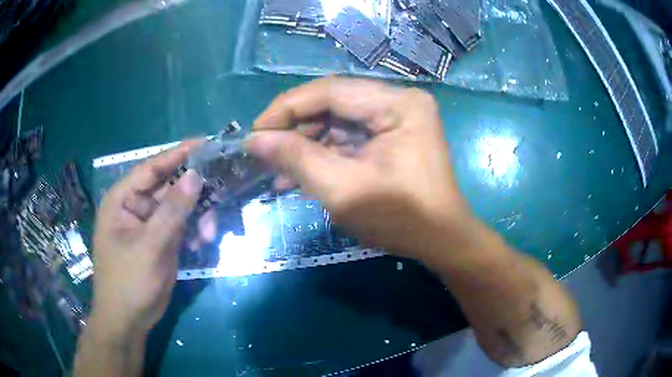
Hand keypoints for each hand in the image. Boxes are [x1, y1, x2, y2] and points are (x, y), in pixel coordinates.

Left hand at [90, 141, 202, 336]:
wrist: (129, 320)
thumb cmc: (129, 282)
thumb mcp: (150, 247)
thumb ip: (172, 212)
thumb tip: (195, 176)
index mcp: (122, 200)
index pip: (151, 168)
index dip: (177, 154)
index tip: (206, 143)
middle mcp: (135, 207)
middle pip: (168, 187)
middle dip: (193, 193)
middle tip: (219, 192)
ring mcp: (149, 225)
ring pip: (179, 208)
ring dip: (197, 216)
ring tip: (209, 232)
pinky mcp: (160, 240)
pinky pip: (181, 226)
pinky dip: (194, 231)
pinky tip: (202, 243)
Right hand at [247, 78, 472, 261]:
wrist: (440, 241)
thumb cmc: (401, 219)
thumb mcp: (344, 190)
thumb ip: (297, 159)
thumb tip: (254, 140)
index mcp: (398, 104)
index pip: (330, 91)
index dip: (286, 109)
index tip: (254, 134)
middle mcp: (398, 101)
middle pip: (331, 103)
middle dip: (294, 130)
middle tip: (264, 154)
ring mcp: (394, 118)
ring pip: (334, 122)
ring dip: (304, 146)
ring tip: (277, 171)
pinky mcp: (388, 136)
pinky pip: (345, 138)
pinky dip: (321, 155)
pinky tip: (297, 176)